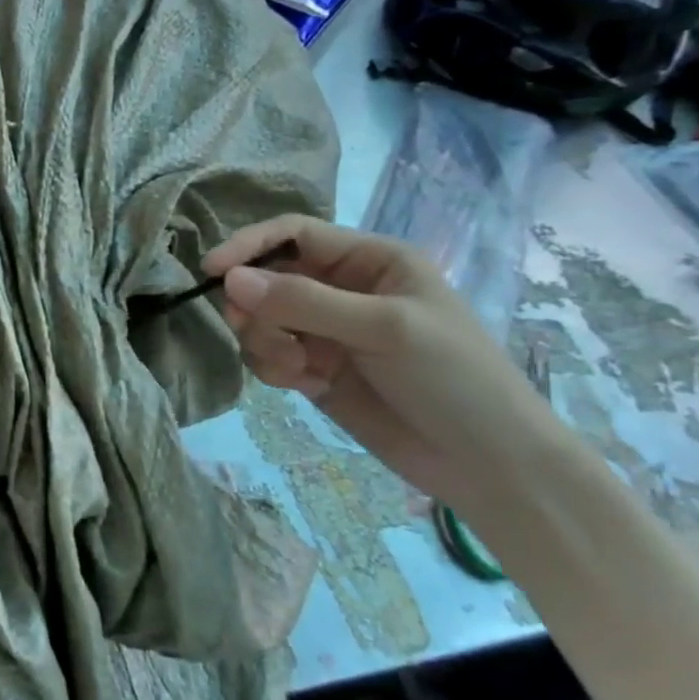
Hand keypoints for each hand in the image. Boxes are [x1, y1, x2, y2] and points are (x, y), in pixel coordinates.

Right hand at [204, 215, 574, 519]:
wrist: (487, 464)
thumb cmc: (453, 378)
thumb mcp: (384, 328)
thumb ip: (304, 301)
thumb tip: (229, 279)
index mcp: (369, 261)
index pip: (293, 234)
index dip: (249, 246)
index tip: (211, 270)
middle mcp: (342, 289)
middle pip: (267, 278)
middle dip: (254, 304)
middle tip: (249, 329)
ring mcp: (326, 331)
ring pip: (261, 319)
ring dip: (264, 341)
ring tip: (296, 368)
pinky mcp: (314, 370)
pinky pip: (268, 356)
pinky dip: (274, 368)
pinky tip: (305, 385)